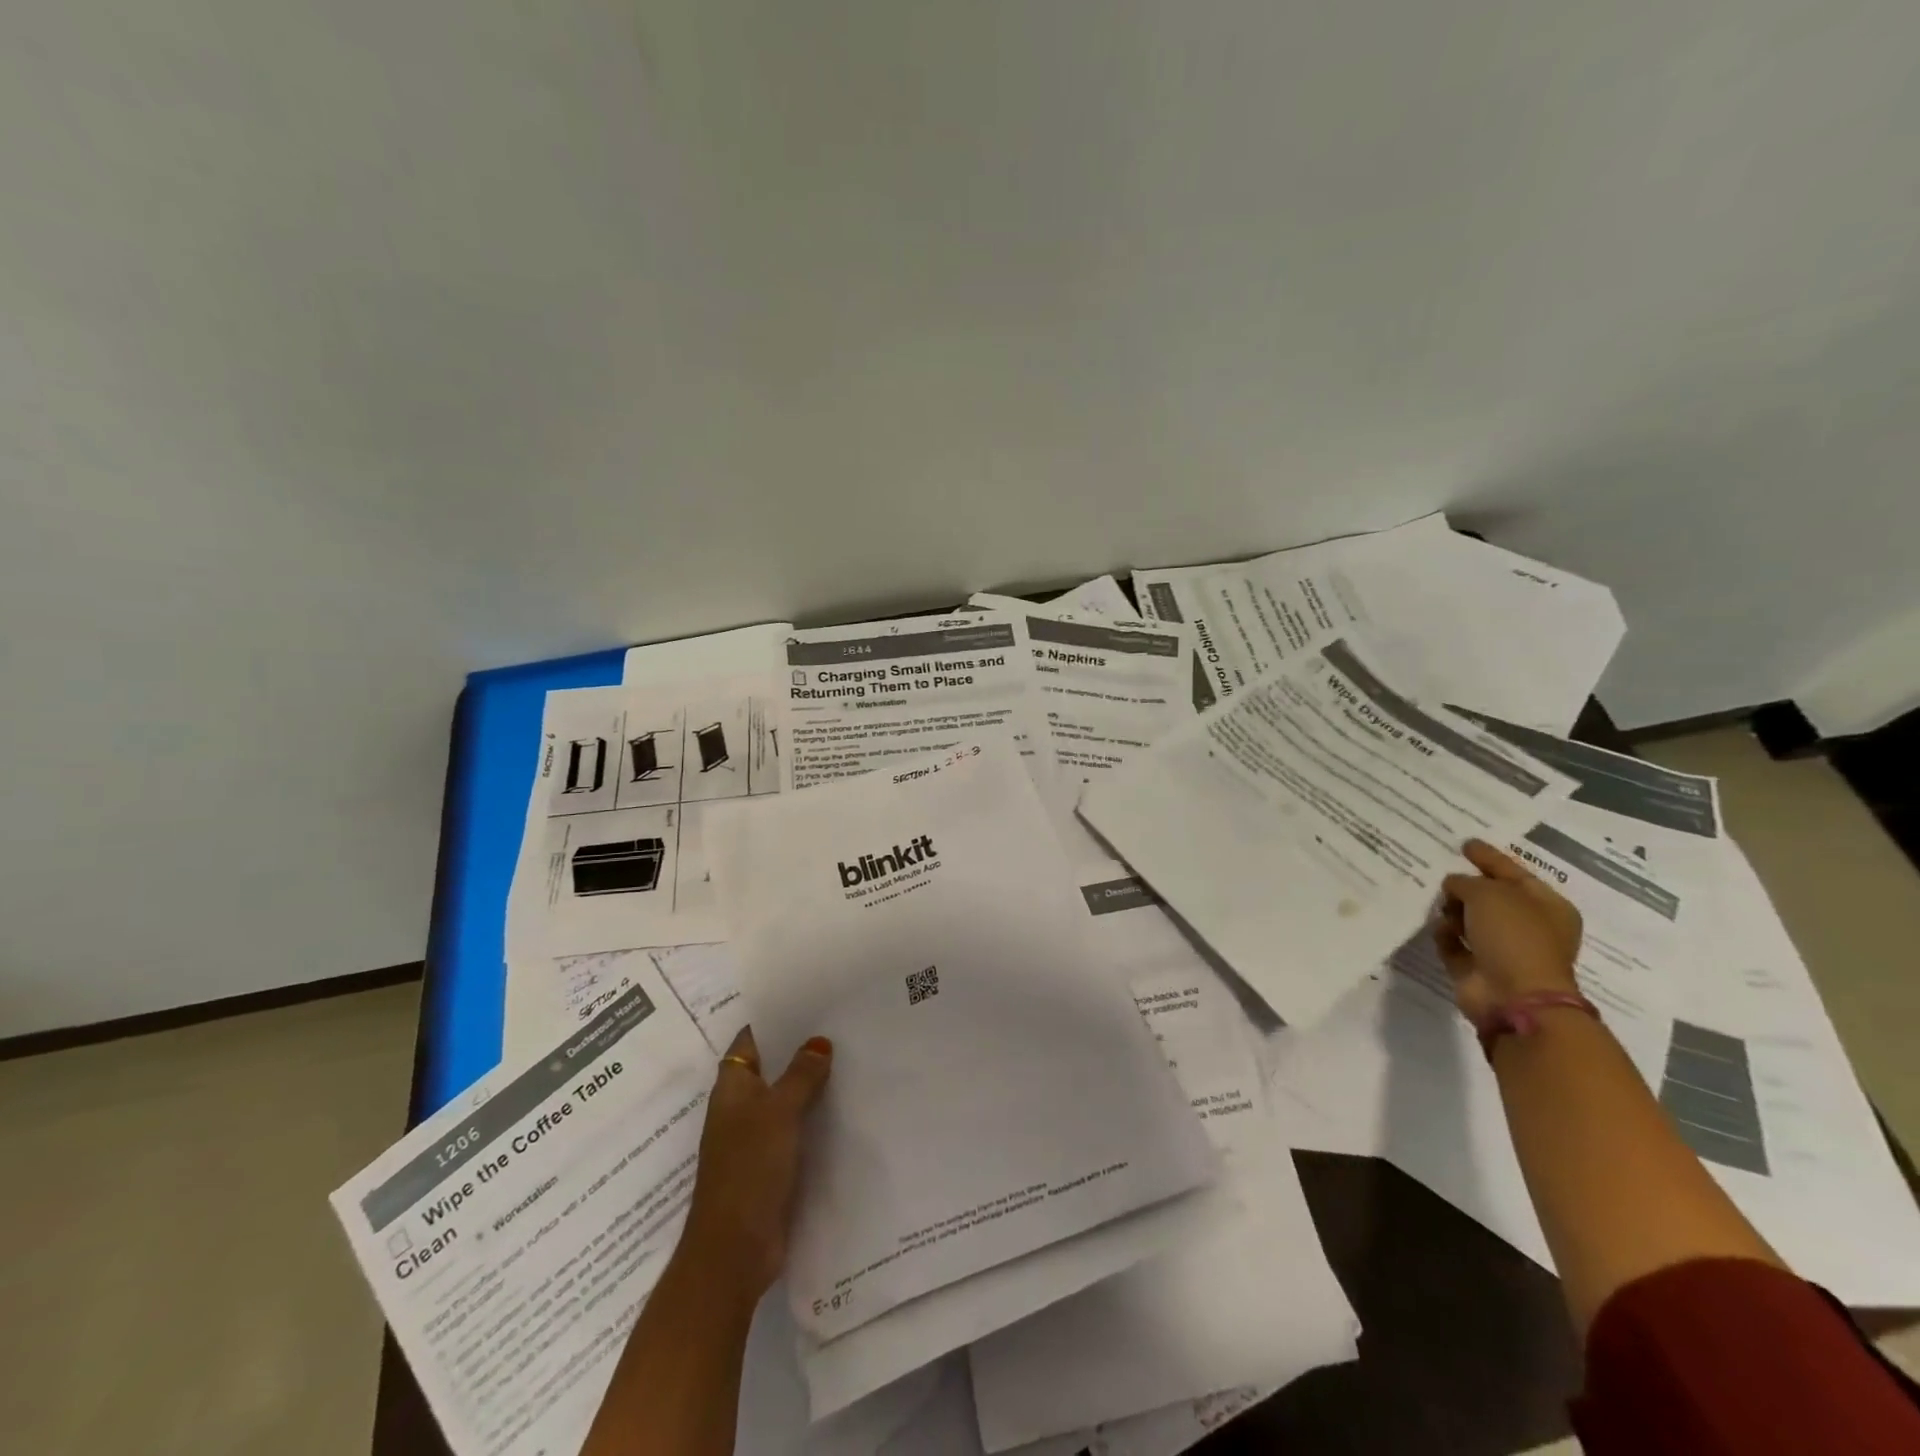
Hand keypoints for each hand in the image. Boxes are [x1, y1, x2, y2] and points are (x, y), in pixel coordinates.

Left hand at [677, 1027, 832, 1304]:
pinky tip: (846, 1107)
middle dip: (801, 1050)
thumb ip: (800, 1075)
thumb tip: (819, 1042)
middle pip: (772, 1068)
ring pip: (786, 1099)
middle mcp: (740, 1108)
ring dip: (811, 1084)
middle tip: (842, 1024)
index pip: (751, 1040)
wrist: (734, 1252)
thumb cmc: (749, 1169)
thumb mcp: (778, 1112)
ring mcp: (755, 1138)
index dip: (776, 1019)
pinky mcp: (772, 1166)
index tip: (811, 1000)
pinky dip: (815, 1117)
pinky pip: (796, 1129)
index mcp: (731, 1088)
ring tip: (852, 1056)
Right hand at [1436, 839, 1582, 1022]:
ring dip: (1453, 911)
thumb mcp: (1489, 894)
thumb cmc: (1514, 936)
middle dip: (1466, 886)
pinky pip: (1455, 943)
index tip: (1465, 844)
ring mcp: (1503, 950)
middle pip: (1491, 897)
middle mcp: (1528, 927)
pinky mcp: (1477, 968)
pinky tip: (1439, 929)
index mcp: (1546, 906)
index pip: (1513, 872)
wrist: (1513, 996)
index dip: (1489, 857)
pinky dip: (1445, 935)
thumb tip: (1453, 886)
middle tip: (1442, 875)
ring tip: (1440, 906)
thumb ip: (1466, 882)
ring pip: (1470, 920)